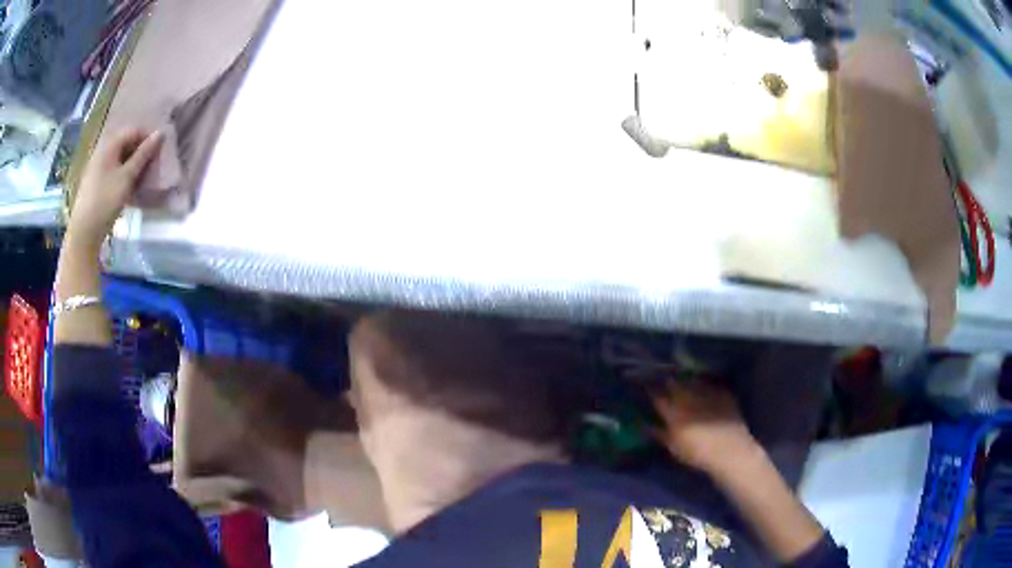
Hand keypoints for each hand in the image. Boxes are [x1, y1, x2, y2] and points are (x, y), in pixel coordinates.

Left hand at [68, 128, 162, 249]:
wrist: (83, 233)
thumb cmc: (105, 201)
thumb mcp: (127, 177)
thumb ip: (143, 154)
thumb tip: (160, 133)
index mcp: (110, 145)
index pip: (134, 130)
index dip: (148, 137)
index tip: (159, 151)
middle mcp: (103, 151)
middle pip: (126, 143)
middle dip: (140, 152)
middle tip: (152, 166)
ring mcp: (97, 167)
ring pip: (120, 158)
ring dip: (133, 165)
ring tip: (142, 179)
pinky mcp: (95, 182)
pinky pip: (113, 171)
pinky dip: (123, 175)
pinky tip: (128, 189)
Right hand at [650, 378, 758, 475]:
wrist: (729, 450)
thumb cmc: (697, 453)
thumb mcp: (674, 447)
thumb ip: (660, 434)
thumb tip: (645, 425)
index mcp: (673, 412)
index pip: (658, 397)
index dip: (652, 392)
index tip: (648, 389)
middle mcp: (688, 398)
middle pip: (674, 384)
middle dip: (669, 382)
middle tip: (666, 383)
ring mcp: (706, 393)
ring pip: (692, 380)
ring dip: (686, 380)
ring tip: (684, 381)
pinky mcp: (722, 393)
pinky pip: (710, 384)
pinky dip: (705, 385)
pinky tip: (705, 388)